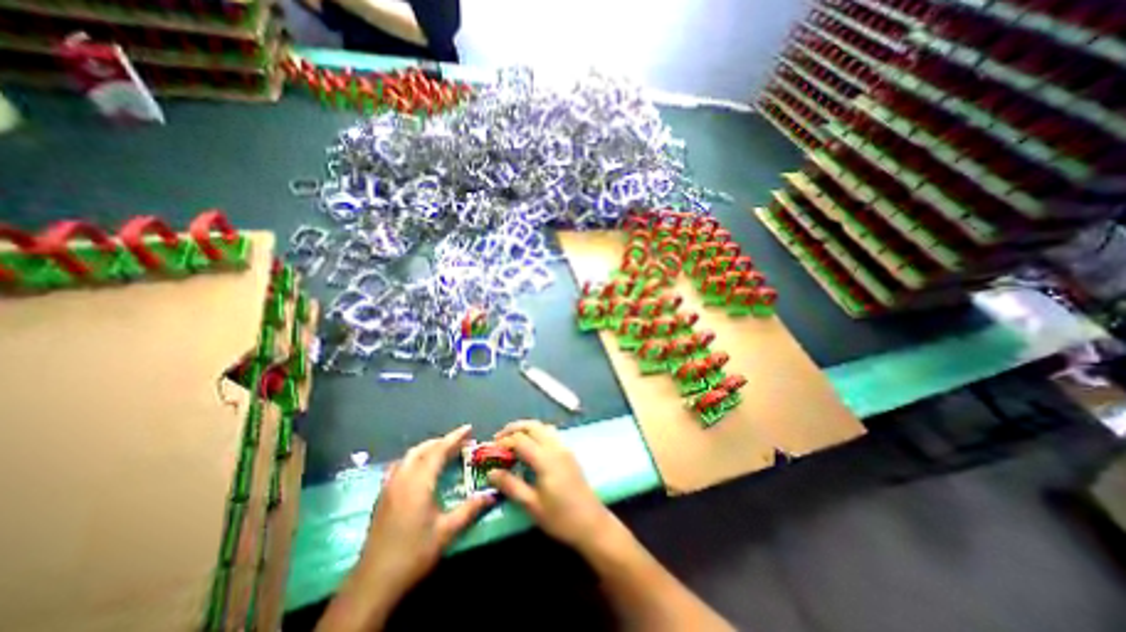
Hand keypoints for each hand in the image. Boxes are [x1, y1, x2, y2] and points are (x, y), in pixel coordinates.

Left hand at [352, 426, 492, 598]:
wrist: (373, 582)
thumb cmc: (413, 553)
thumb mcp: (446, 532)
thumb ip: (470, 509)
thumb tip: (492, 494)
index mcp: (419, 482)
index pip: (438, 450)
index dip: (455, 437)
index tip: (469, 428)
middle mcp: (402, 478)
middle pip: (422, 449)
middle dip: (442, 441)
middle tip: (460, 442)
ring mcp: (389, 486)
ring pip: (409, 456)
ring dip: (428, 449)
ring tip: (443, 452)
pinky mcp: (382, 496)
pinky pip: (400, 466)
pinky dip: (414, 459)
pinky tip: (420, 469)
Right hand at [491, 420, 618, 552]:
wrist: (592, 523)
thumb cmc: (560, 517)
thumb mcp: (531, 505)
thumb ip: (511, 485)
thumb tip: (491, 472)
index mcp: (545, 458)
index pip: (520, 439)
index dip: (504, 441)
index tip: (490, 449)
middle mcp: (556, 447)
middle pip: (533, 426)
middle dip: (514, 428)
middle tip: (498, 438)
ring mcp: (564, 448)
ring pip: (543, 427)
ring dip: (526, 428)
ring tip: (512, 440)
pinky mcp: (569, 453)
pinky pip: (551, 434)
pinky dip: (537, 433)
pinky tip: (531, 447)